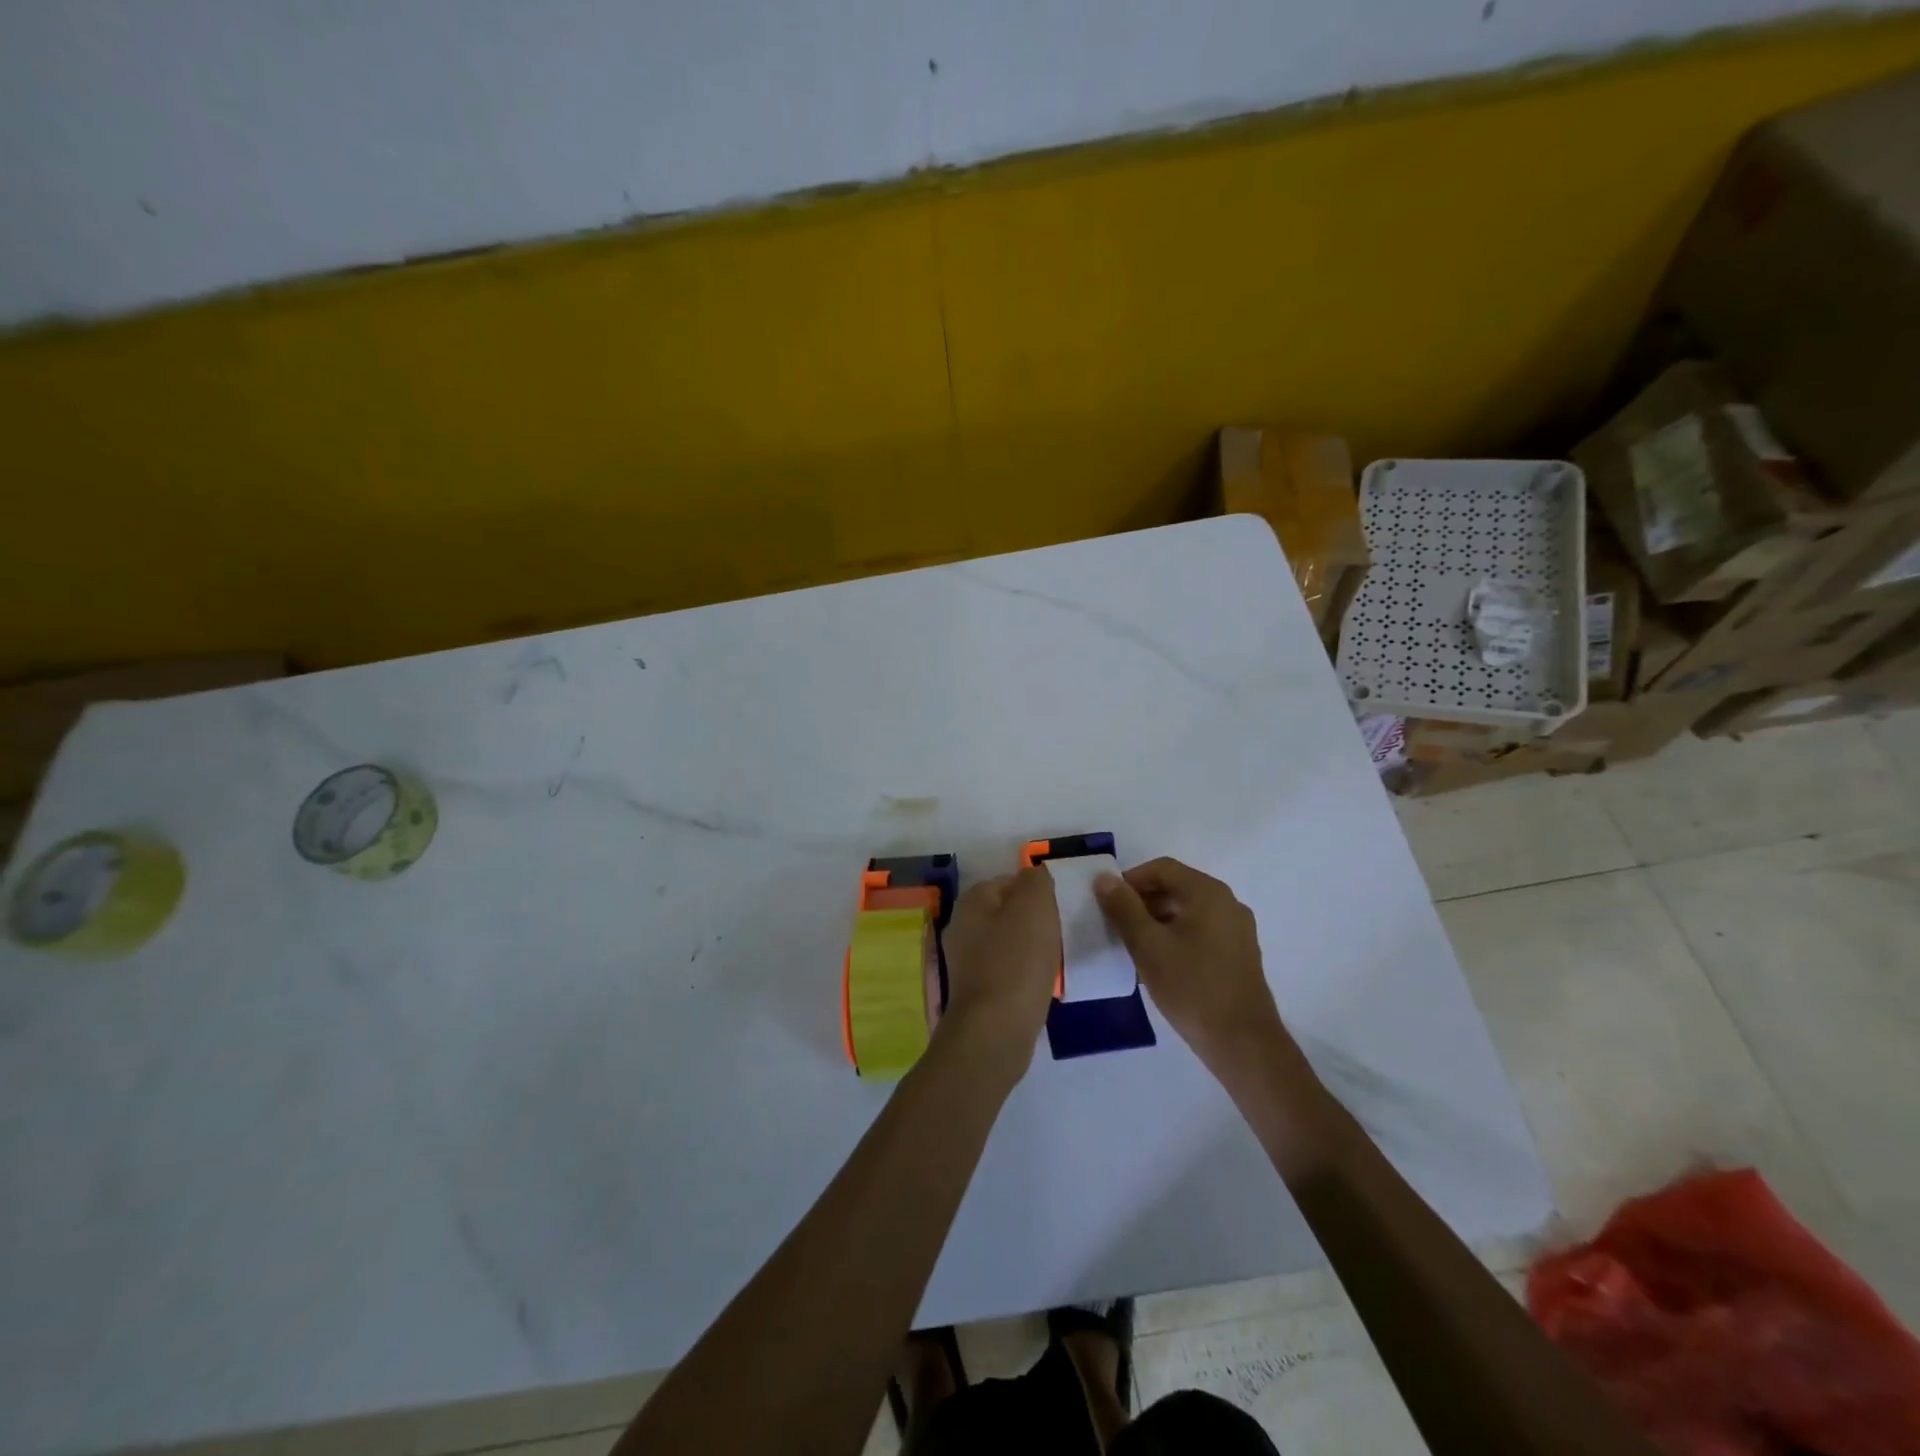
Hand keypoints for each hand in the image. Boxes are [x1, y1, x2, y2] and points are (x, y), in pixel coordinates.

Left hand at [935, 868, 1060, 1085]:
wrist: (995, 1031)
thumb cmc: (1016, 962)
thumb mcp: (1034, 906)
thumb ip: (1036, 881)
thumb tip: (1034, 876)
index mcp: (972, 901)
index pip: (1009, 881)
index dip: (1038, 892)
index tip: (1060, 909)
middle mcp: (962, 927)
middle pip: (1008, 913)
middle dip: (1035, 921)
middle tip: (1061, 934)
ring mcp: (966, 961)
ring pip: (1008, 943)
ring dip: (1031, 949)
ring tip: (1055, 961)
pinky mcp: (977, 992)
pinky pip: (1007, 971)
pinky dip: (1025, 975)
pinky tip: (1041, 986)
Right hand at [1094, 857, 1292, 1079]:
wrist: (1243, 1043)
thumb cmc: (1192, 987)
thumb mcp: (1148, 946)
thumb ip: (1124, 908)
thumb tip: (1104, 878)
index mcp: (1208, 893)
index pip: (1162, 868)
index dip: (1131, 880)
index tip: (1107, 903)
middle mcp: (1228, 903)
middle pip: (1176, 887)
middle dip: (1142, 901)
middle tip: (1115, 925)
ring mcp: (1237, 929)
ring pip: (1187, 911)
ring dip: (1157, 920)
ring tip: (1133, 946)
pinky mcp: (1239, 954)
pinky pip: (1200, 930)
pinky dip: (1176, 936)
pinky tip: (1158, 963)